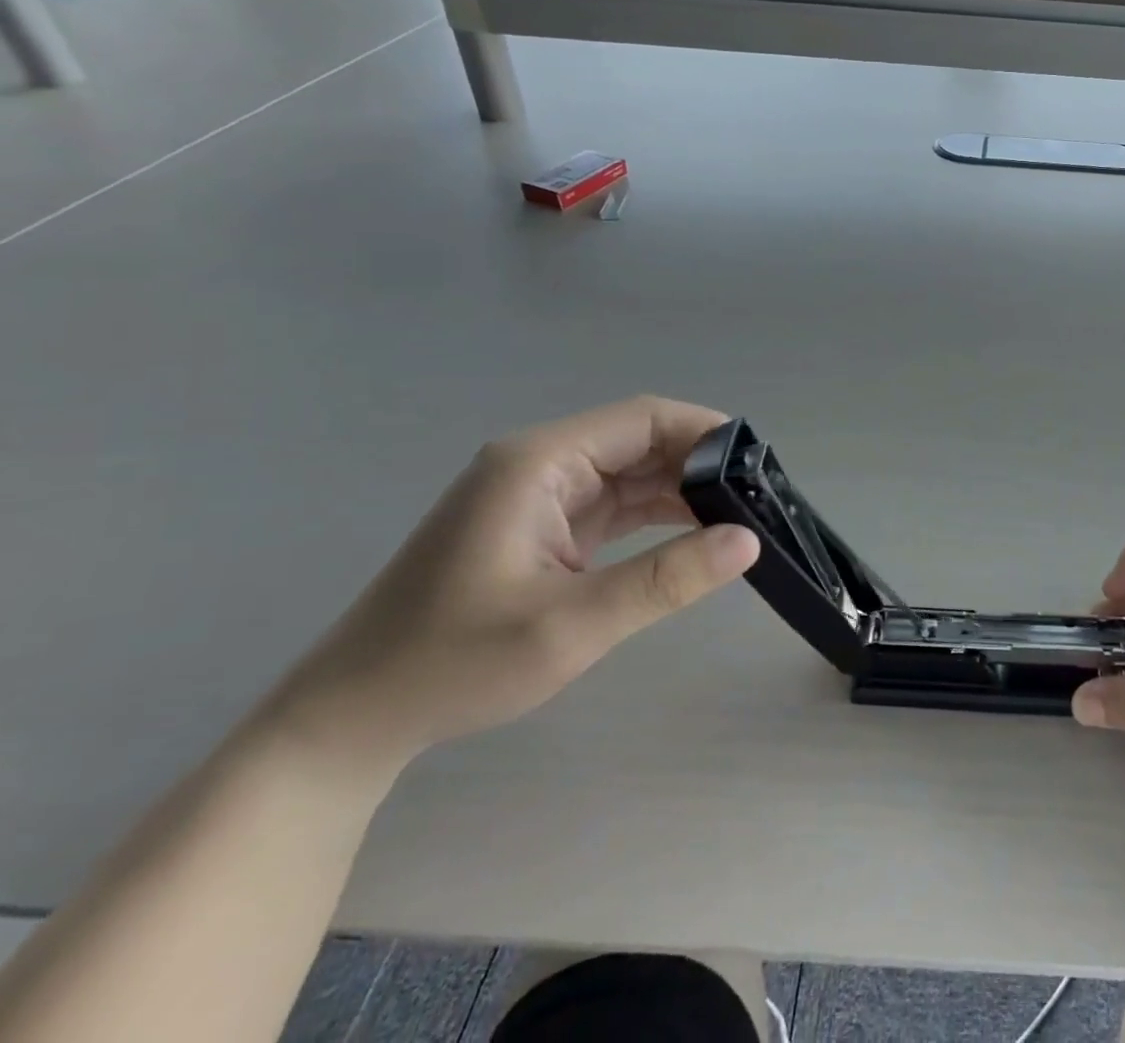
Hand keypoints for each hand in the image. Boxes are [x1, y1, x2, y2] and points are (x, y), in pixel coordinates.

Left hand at [262, 395, 758, 777]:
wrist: (351, 719)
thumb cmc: (453, 664)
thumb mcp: (570, 626)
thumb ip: (666, 579)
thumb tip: (748, 542)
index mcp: (540, 462)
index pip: (643, 419)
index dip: (705, 432)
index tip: (759, 465)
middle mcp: (542, 463)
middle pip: (640, 441)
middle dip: (702, 464)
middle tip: (759, 498)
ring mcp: (541, 494)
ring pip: (633, 472)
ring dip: (684, 490)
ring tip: (740, 516)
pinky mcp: (544, 525)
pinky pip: (616, 503)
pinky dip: (658, 514)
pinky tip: (696, 534)